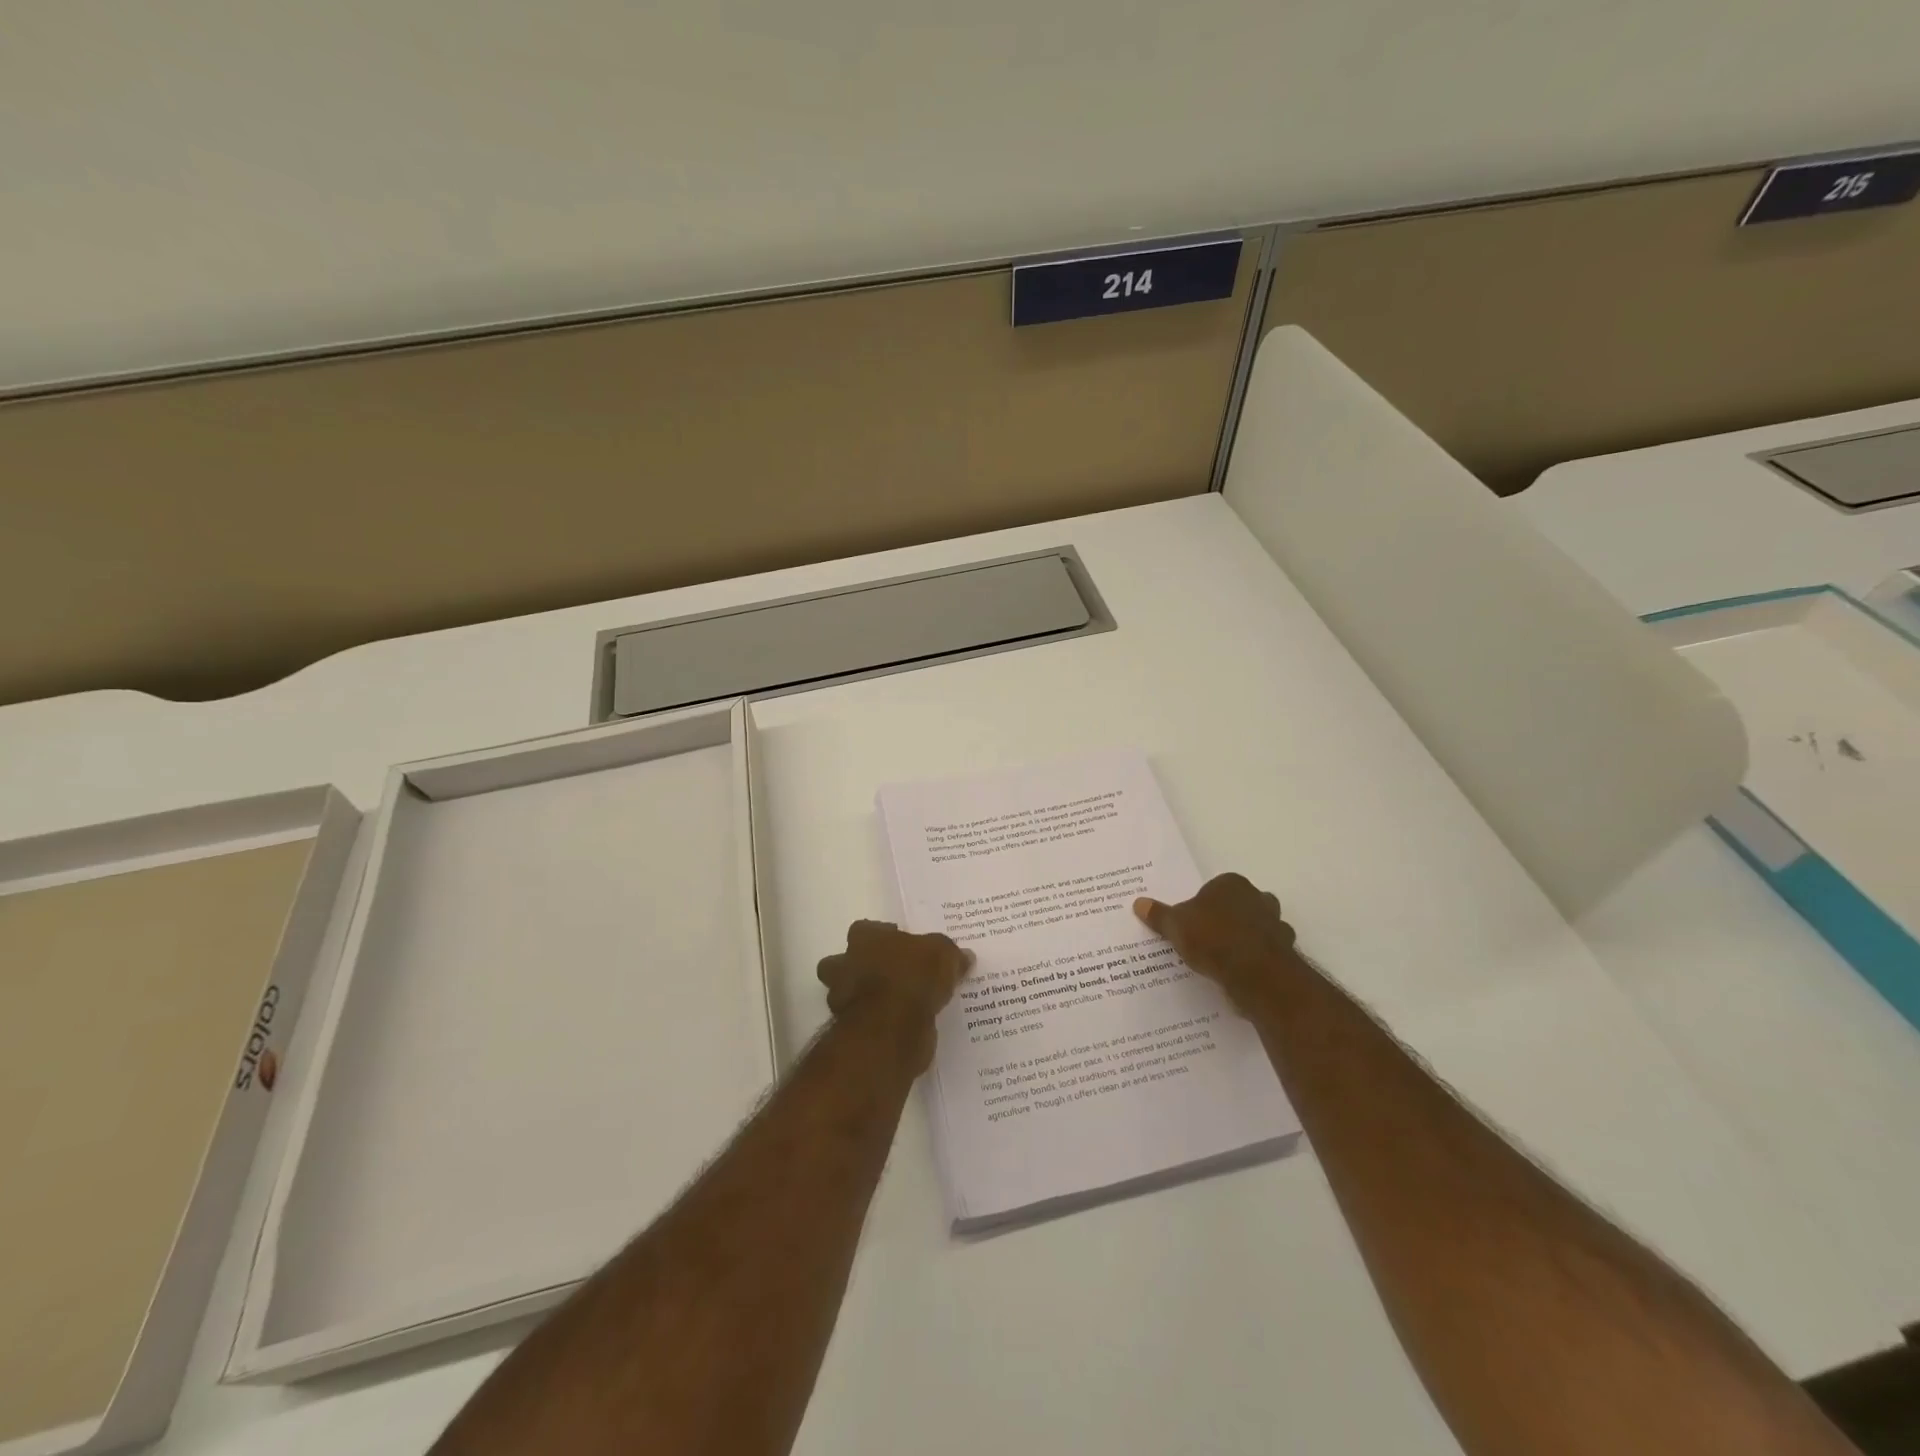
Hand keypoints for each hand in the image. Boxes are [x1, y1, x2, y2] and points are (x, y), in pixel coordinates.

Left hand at [817, 921, 973, 1072]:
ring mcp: (842, 999)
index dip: (882, 937)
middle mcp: (846, 964)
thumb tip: (965, 956)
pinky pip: (860, 1021)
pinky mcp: (849, 1029)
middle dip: (858, 968)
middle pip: (842, 961)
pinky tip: (896, 1026)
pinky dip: (874, 1023)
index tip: (901, 946)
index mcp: (864, 938)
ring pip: (844, 993)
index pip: (864, 929)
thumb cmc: (913, 977)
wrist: (892, 1028)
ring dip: (862, 998)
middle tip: (890, 976)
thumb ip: (950, 954)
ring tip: (894, 1004)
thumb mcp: (943, 956)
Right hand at [1133, 873, 1301, 1014]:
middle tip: (1208, 938)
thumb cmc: (1212, 938)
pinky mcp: (1286, 952)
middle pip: (1241, 905)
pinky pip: (1267, 953)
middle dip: (1229, 918)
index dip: (1204, 904)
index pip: (1216, 888)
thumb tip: (1138, 903)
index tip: (1193, 922)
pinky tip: (1241, 973)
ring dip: (1247, 939)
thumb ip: (1159, 915)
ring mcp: (1276, 925)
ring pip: (1259, 928)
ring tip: (1224, 958)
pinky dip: (1257, 960)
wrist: (1255, 973)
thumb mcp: (1175, 925)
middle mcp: (1258, 898)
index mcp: (1232, 884)